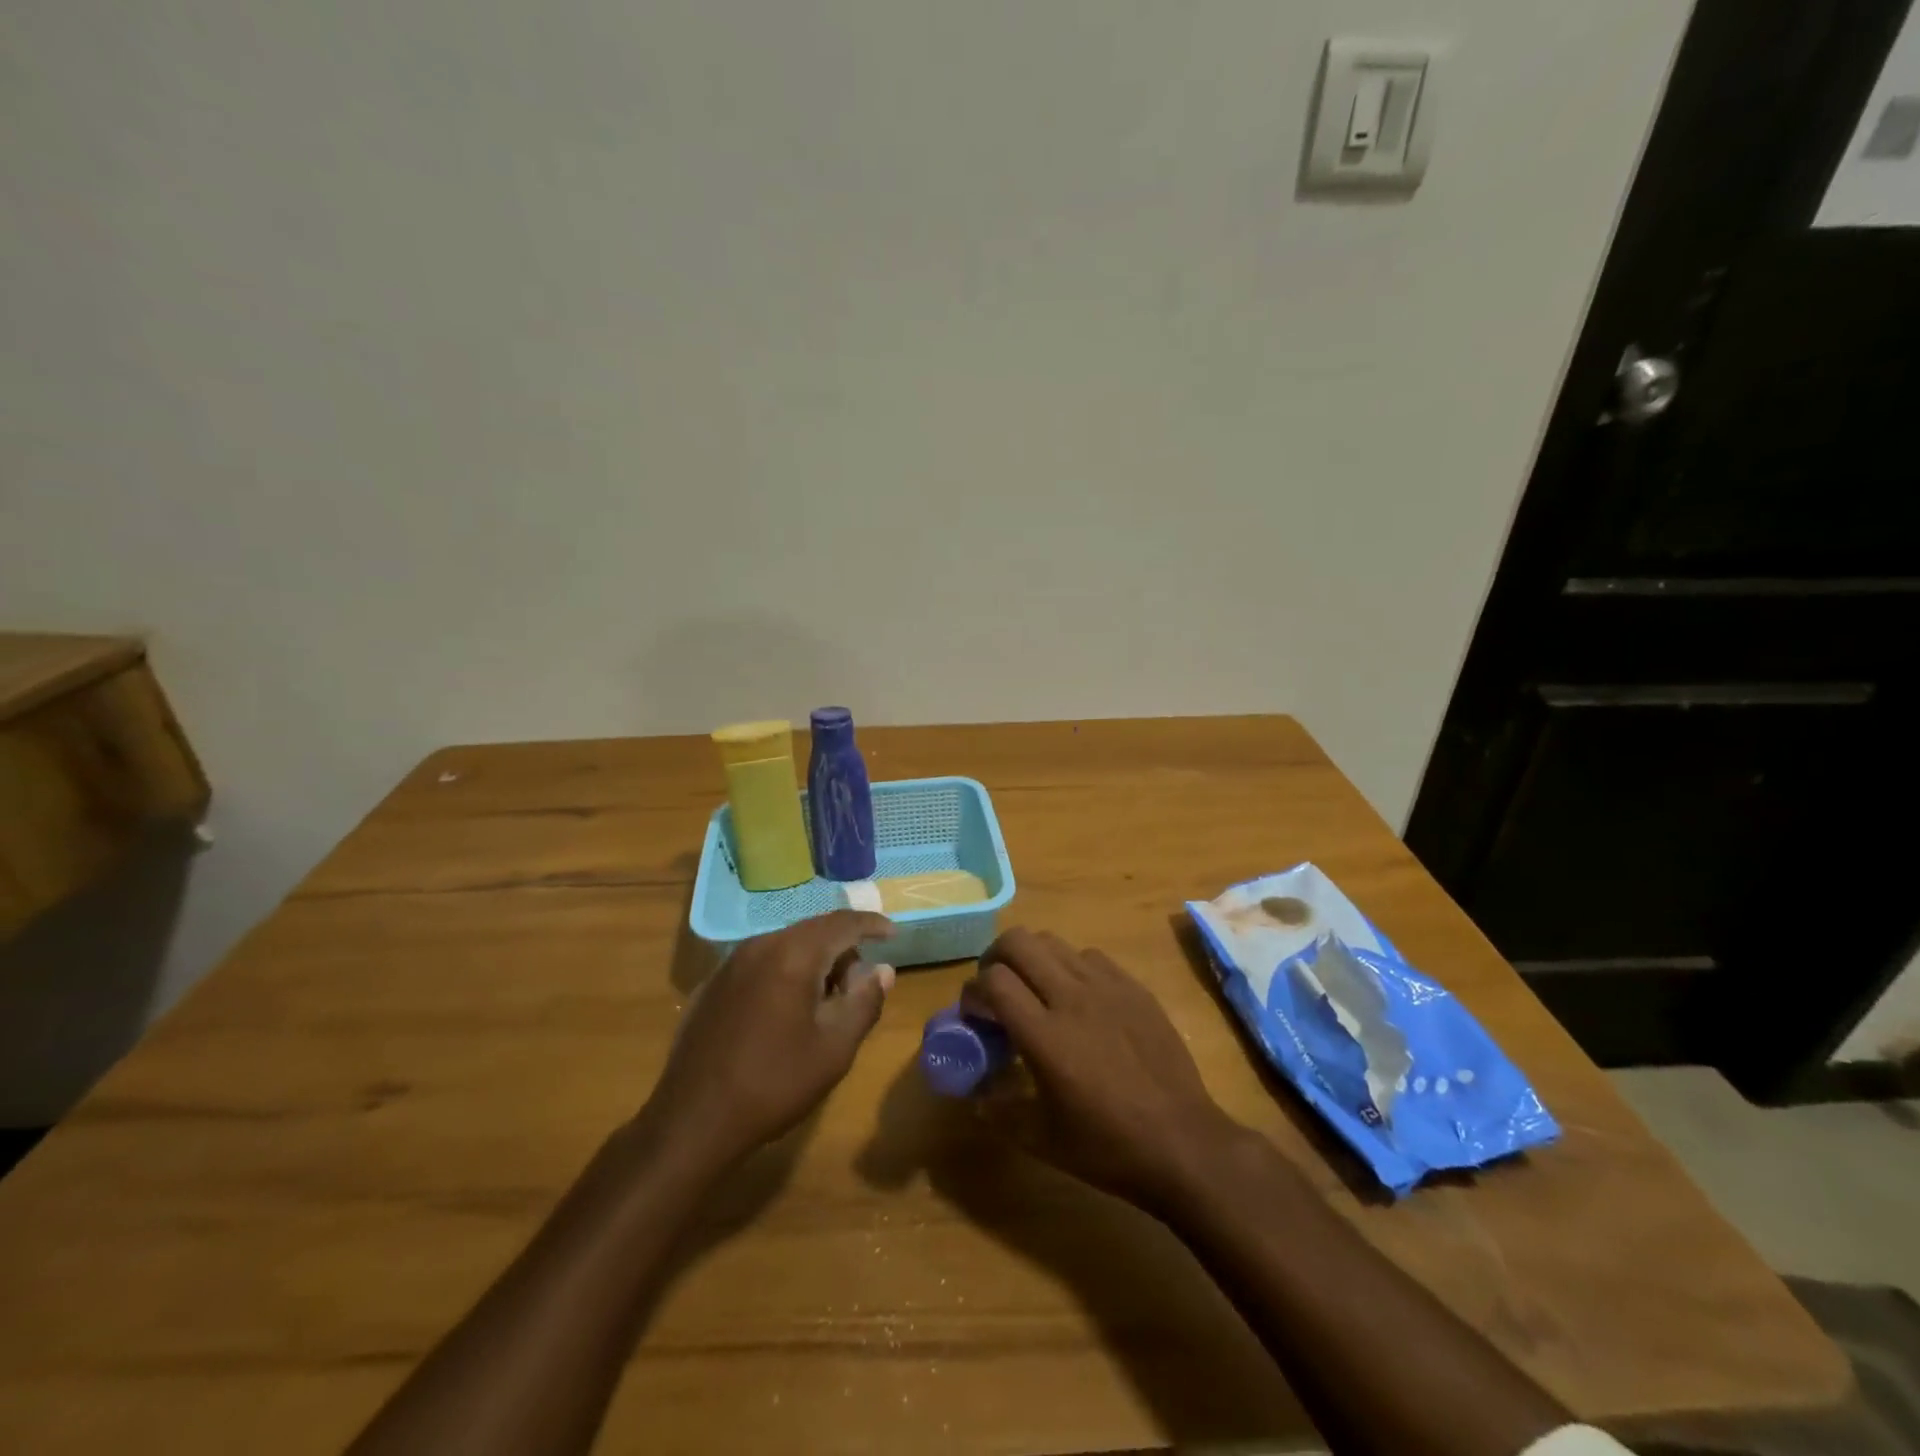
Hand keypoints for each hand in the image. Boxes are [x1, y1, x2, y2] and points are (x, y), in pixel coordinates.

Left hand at [644, 911, 895, 1167]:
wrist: (692, 1121)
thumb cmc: (774, 1083)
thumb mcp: (834, 1048)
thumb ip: (864, 1002)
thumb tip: (883, 970)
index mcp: (793, 954)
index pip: (842, 923)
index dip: (872, 925)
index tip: (893, 934)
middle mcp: (760, 946)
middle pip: (813, 930)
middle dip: (843, 947)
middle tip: (862, 981)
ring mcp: (731, 964)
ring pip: (786, 945)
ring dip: (814, 961)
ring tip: (828, 998)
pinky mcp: (713, 985)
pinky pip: (762, 963)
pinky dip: (786, 972)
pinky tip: (788, 1010)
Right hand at [963, 928, 1245, 1212]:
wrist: (1183, 1142)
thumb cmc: (1108, 1147)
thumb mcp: (1042, 1139)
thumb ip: (999, 1110)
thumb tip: (975, 1094)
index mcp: (1045, 1035)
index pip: (993, 980)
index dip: (973, 991)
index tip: (975, 1014)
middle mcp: (1072, 998)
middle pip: (1018, 942)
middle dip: (995, 958)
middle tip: (996, 988)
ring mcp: (1107, 986)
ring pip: (1053, 942)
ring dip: (1032, 959)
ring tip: (1035, 989)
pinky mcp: (1134, 987)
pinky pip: (1090, 956)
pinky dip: (1070, 967)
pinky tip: (1078, 998)